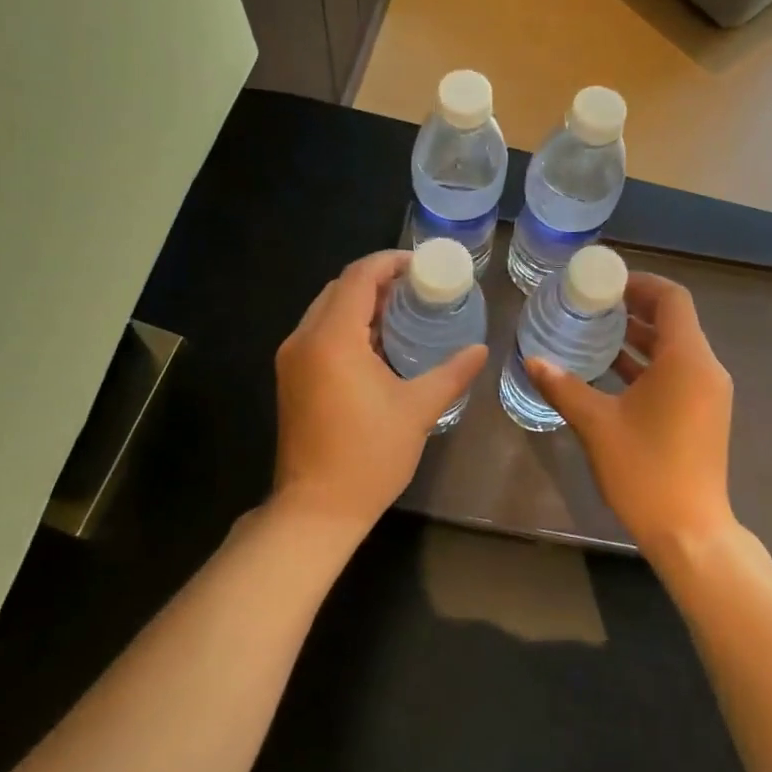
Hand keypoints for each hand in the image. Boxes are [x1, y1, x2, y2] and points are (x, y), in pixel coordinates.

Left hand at [273, 250, 487, 533]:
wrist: (316, 508)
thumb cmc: (369, 456)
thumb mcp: (418, 410)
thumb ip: (451, 373)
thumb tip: (480, 350)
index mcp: (332, 339)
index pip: (358, 277)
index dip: (390, 262)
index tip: (422, 265)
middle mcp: (304, 339)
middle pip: (339, 289)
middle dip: (377, 280)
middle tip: (418, 288)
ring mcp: (292, 359)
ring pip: (326, 310)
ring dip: (360, 303)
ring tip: (402, 311)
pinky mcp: (290, 378)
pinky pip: (319, 333)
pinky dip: (346, 326)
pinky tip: (377, 343)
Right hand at [525, 273, 734, 552]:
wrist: (689, 531)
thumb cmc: (645, 471)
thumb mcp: (597, 424)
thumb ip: (563, 386)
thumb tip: (532, 359)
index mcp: (686, 360)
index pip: (671, 298)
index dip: (639, 283)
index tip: (604, 283)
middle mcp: (705, 369)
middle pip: (674, 320)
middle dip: (634, 308)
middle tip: (591, 304)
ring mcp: (708, 393)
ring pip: (674, 348)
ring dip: (638, 337)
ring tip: (595, 332)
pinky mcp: (704, 414)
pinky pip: (677, 372)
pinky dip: (647, 364)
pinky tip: (611, 371)